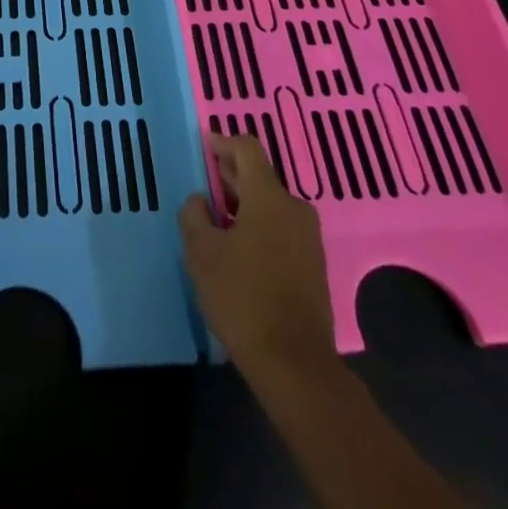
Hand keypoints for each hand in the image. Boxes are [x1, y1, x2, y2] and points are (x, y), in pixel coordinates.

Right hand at [178, 134, 334, 379]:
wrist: (295, 365)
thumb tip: (201, 200)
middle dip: (231, 176)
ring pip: (271, 205)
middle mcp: (294, 209)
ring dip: (244, 204)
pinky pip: (281, 228)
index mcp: (269, 197)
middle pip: (260, 176)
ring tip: (217, 219)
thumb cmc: (243, 299)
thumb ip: (194, 215)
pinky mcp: (313, 264)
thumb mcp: (201, 253)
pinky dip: (259, 226)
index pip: (248, 149)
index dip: (223, 142)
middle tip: (206, 184)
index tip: (205, 146)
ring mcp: (308, 238)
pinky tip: (239, 248)